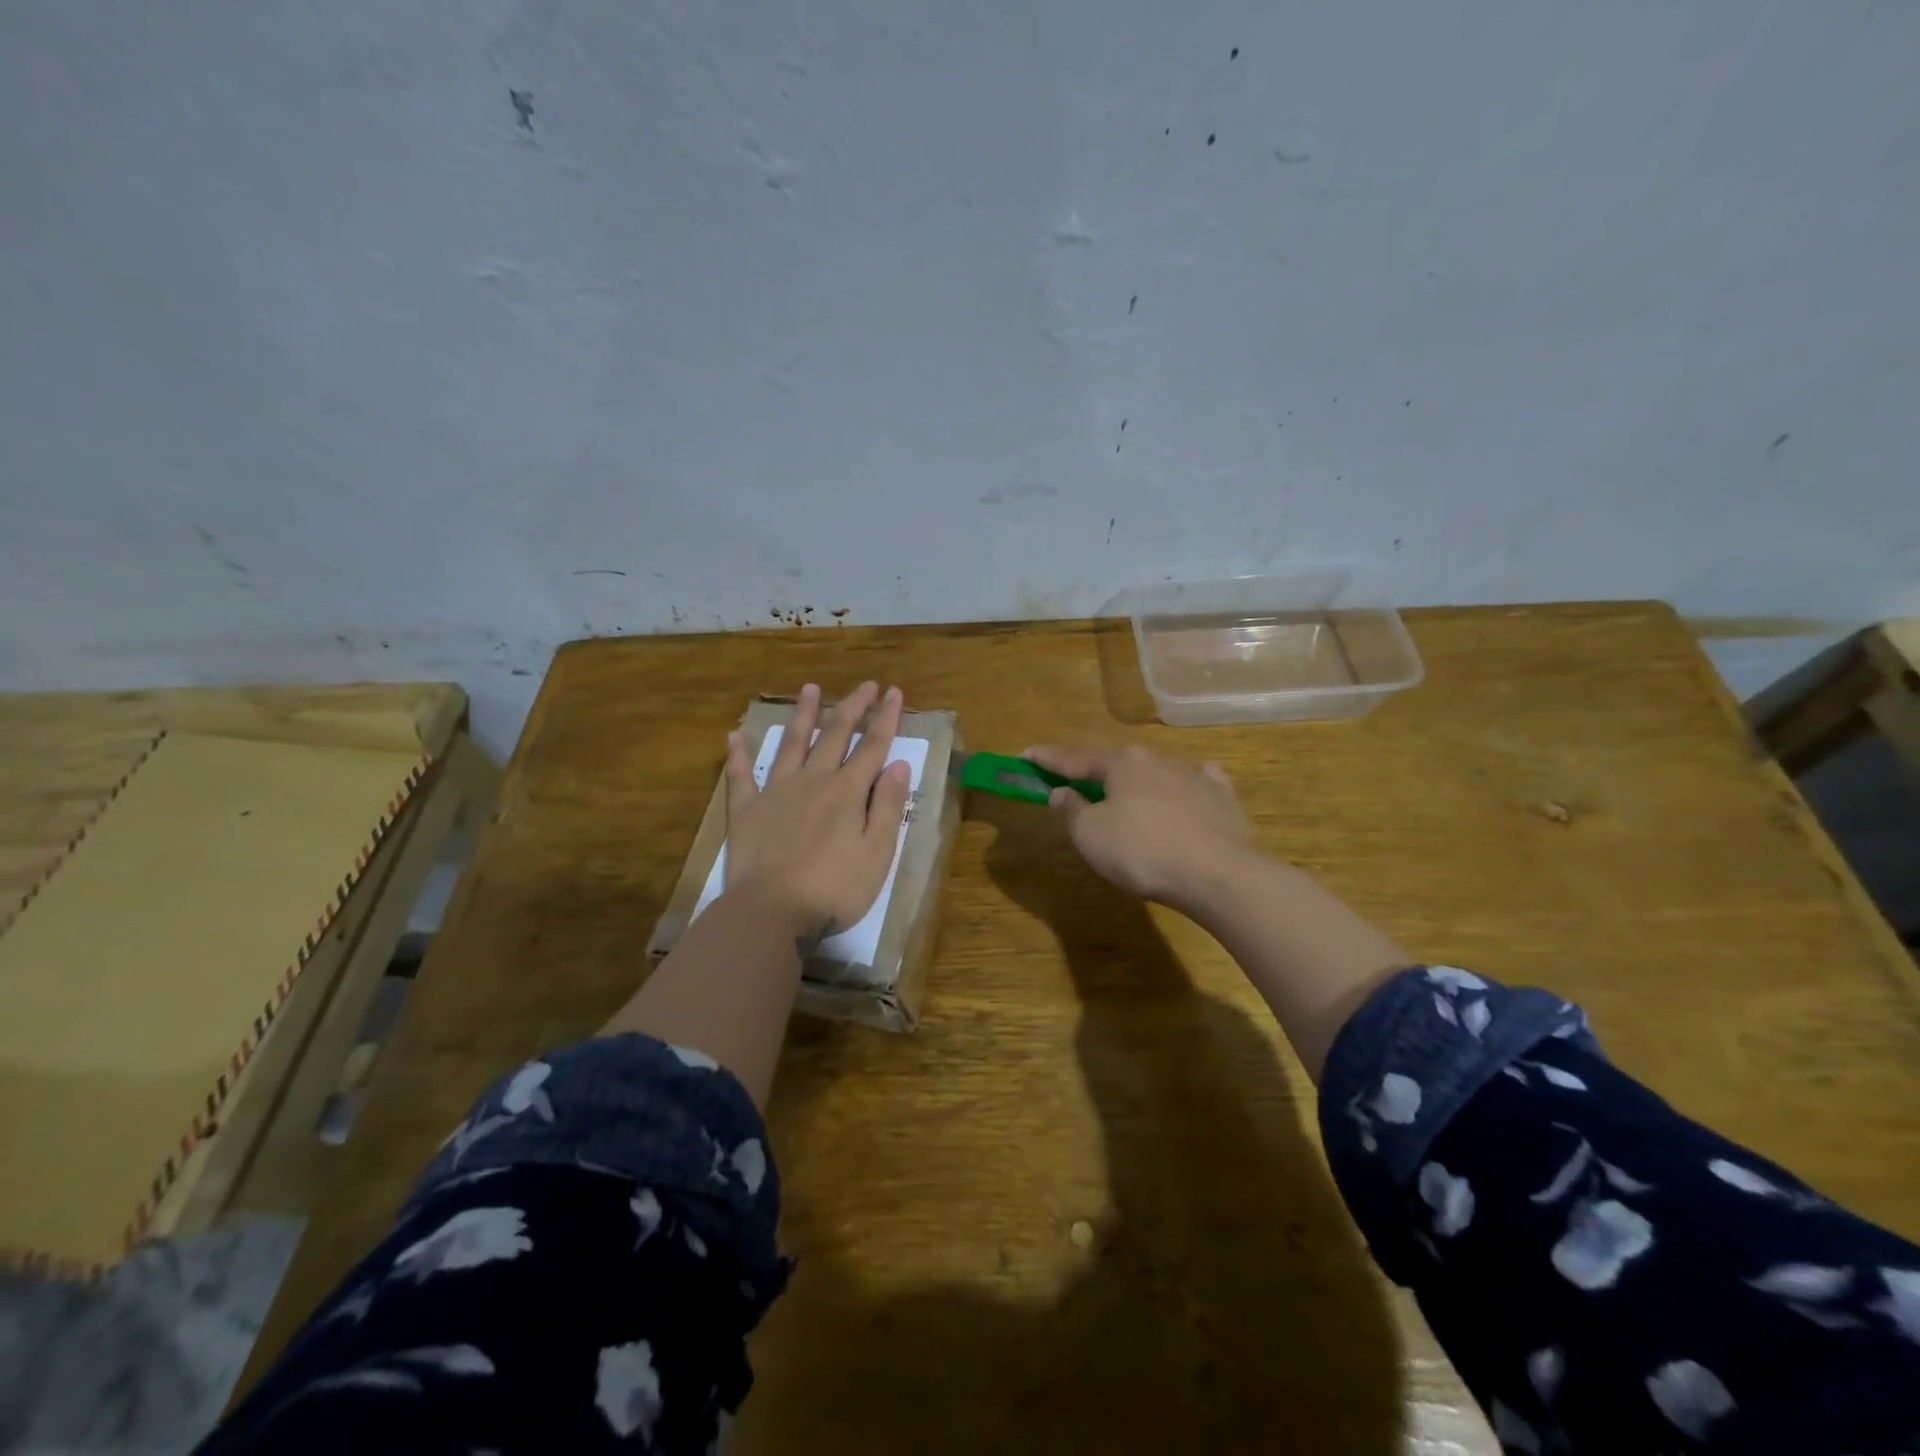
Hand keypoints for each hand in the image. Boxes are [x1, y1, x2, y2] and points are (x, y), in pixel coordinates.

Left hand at [724, 681, 912, 942]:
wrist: (770, 912)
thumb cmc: (834, 889)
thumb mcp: (877, 853)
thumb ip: (888, 806)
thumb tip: (897, 764)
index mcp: (847, 792)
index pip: (873, 746)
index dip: (886, 718)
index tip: (894, 692)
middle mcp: (813, 781)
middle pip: (835, 735)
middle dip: (853, 707)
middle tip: (865, 684)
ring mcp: (776, 792)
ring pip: (791, 744)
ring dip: (804, 715)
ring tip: (811, 688)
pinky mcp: (746, 811)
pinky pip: (740, 775)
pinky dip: (738, 754)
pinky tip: (735, 735)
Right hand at [1023, 743, 1253, 912]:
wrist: (1220, 874)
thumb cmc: (1143, 851)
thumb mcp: (1091, 835)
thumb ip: (1071, 810)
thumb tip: (1061, 791)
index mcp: (1121, 763)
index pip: (1073, 758)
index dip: (1047, 759)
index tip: (1025, 755)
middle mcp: (1156, 759)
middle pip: (1115, 762)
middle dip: (1094, 771)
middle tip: (1076, 781)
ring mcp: (1193, 774)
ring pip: (1155, 771)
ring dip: (1136, 781)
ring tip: (1127, 794)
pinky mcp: (1221, 797)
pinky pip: (1194, 783)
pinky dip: (1181, 786)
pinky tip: (1185, 790)